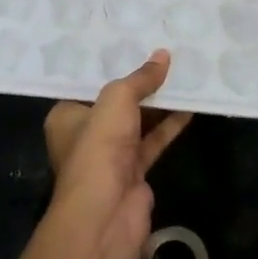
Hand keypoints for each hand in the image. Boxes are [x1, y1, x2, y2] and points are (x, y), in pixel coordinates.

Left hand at [43, 50, 191, 254]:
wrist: (107, 214)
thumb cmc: (99, 147)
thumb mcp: (117, 100)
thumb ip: (140, 78)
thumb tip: (164, 55)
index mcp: (66, 115)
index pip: (89, 84)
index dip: (112, 65)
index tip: (135, 44)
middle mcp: (85, 134)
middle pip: (116, 102)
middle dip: (139, 83)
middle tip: (164, 55)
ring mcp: (110, 155)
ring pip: (137, 121)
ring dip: (159, 103)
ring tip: (182, 73)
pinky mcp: (134, 172)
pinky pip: (153, 140)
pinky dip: (169, 125)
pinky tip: (190, 106)